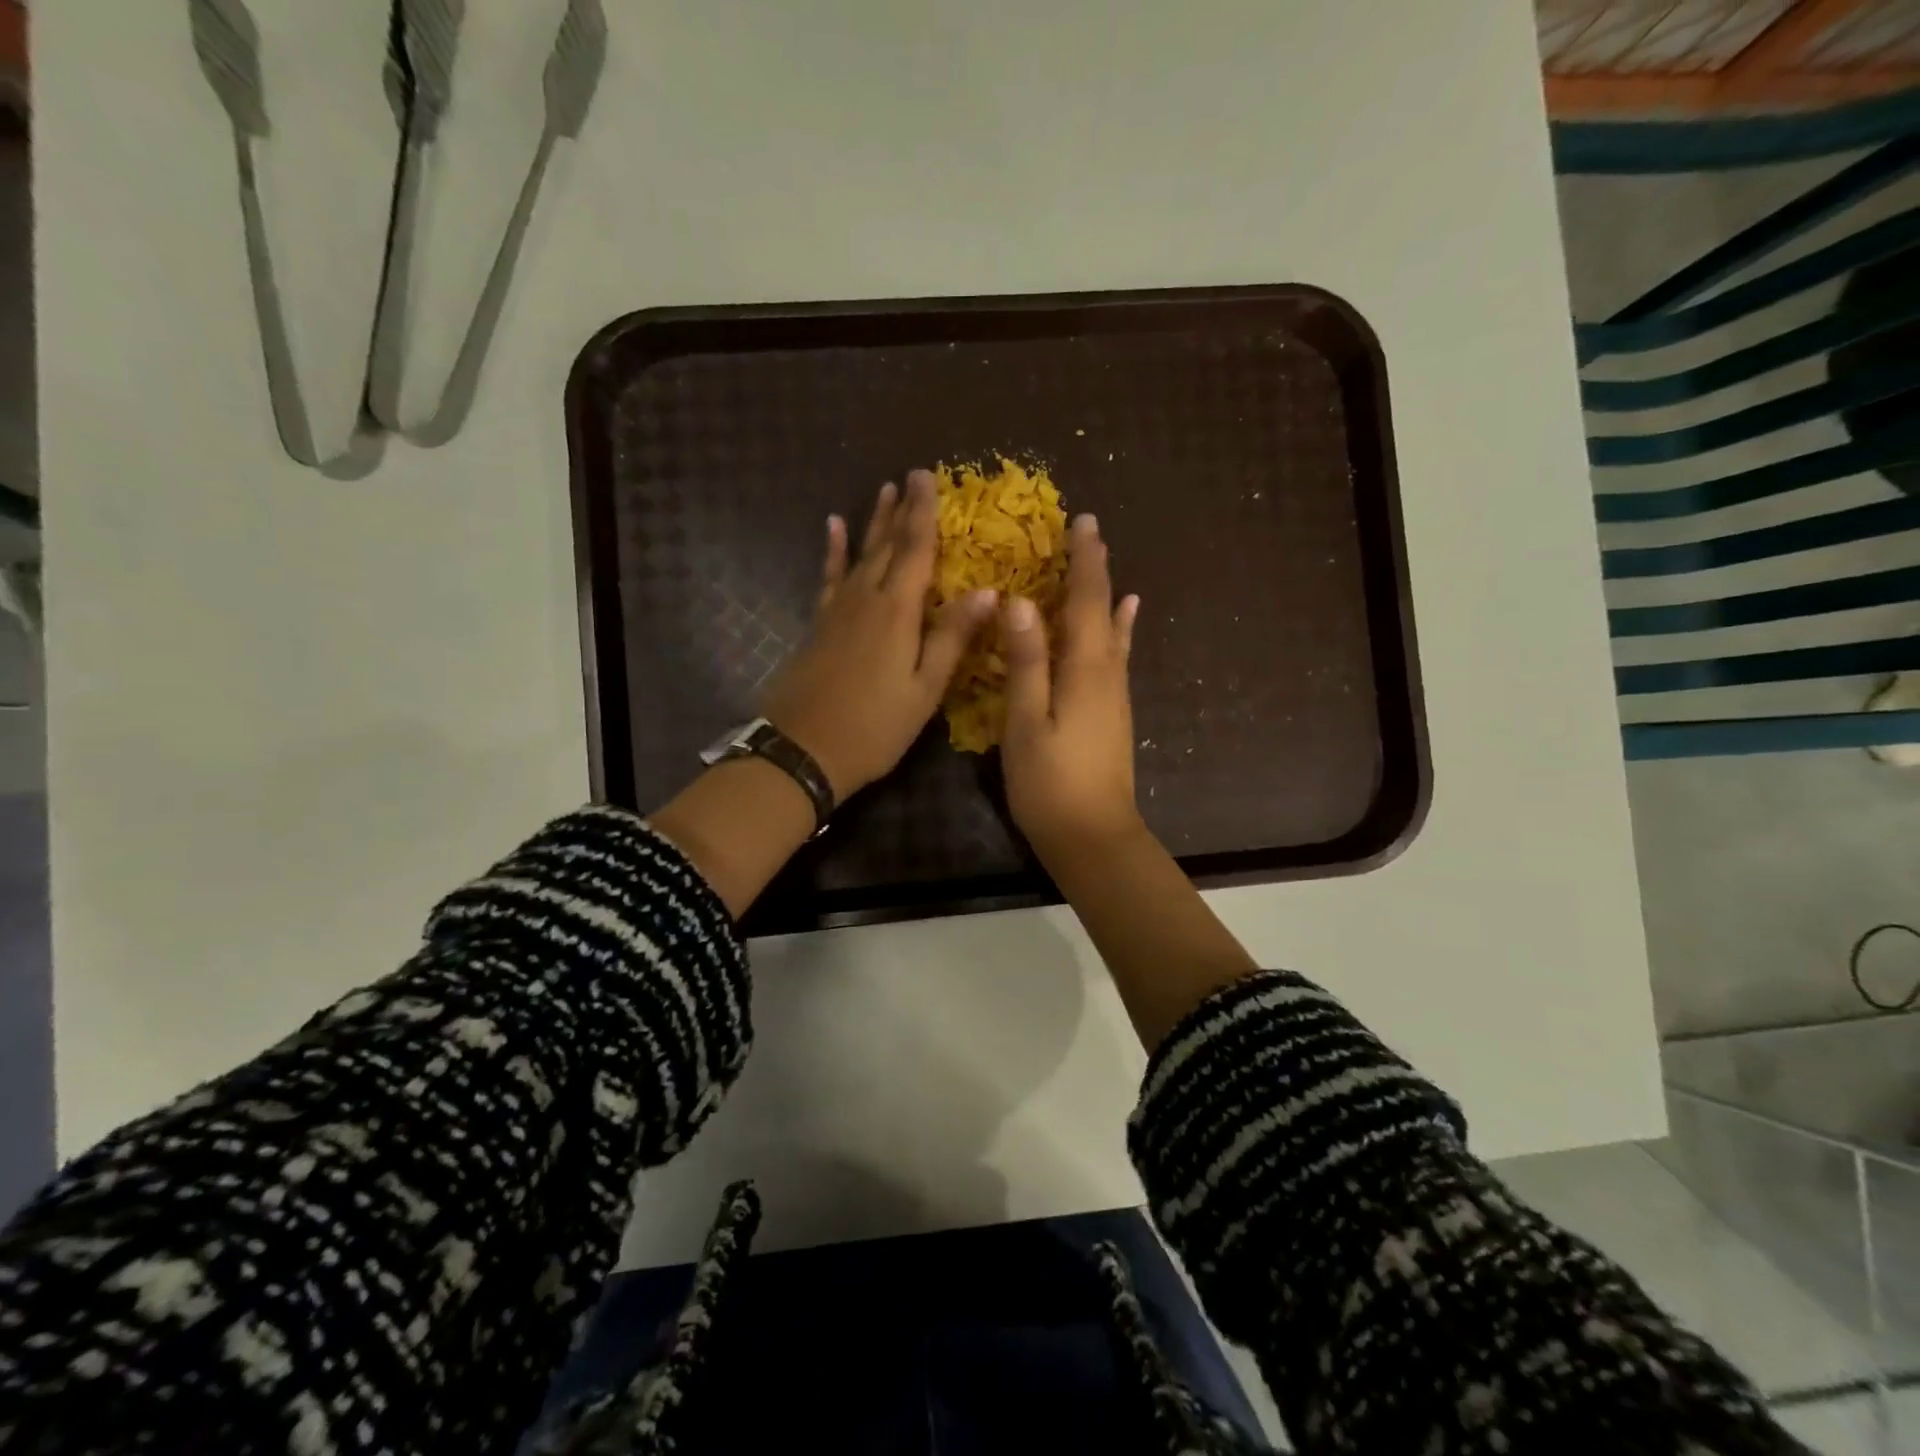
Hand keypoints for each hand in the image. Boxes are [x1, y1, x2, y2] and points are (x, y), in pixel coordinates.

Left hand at [762, 471, 997, 798]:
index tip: (928, 476)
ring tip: (882, 490)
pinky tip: (832, 528)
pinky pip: (829, 577)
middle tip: (910, 476)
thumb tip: (988, 591)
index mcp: (897, 611)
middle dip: (901, 510)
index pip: (916, 549)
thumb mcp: (924, 689)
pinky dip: (833, 552)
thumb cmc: (875, 727)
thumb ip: (952, 637)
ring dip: (873, 523)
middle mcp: (865, 599)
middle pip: (887, 545)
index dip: (924, 512)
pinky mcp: (818, 624)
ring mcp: (837, 610)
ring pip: (860, 555)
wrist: (803, 750)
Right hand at [1001, 513, 1143, 859]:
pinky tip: (1125, 620)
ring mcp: (1115, 694)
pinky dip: (1119, 629)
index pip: (1086, 601)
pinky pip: (1116, 655)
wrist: (1094, 837)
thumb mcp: (1027, 721)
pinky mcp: (1113, 713)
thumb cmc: (1050, 782)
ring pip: (1112, 631)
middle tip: (1088, 531)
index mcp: (1085, 668)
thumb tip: (1020, 601)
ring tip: (1104, 565)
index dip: (1084, 561)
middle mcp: (1108, 673)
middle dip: (1095, 570)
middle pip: (1104, 610)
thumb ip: (1027, 661)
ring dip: (1105, 594)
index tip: (1082, 522)